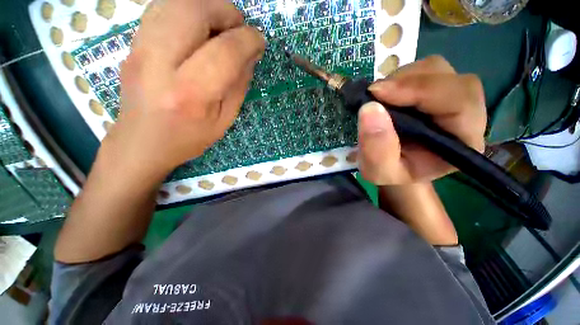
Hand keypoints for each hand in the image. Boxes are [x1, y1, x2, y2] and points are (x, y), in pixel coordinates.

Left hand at [100, 0, 264, 179]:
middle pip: (194, 11)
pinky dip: (187, 9)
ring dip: (207, 7)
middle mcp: (158, 64)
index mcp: (190, 94)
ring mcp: (139, 49)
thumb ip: (238, 86)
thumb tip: (250, 54)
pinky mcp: (132, 43)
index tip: (259, 41)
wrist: (141, 143)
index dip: (248, 40)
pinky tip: (199, 28)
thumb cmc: (188, 138)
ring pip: (175, 3)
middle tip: (239, 29)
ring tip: (221, 27)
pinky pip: (161, 9)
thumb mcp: (224, 120)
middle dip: (226, 11)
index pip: (224, 51)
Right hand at [358, 56, 486, 184]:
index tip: (378, 93)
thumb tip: (370, 108)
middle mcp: (467, 114)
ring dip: (402, 78)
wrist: (393, 165)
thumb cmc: (390, 173)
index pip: (459, 102)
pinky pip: (424, 70)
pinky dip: (400, 77)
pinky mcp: (437, 89)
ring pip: (437, 69)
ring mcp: (452, 97)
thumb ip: (376, 148)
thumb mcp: (378, 171)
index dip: (420, 91)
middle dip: (409, 83)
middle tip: (374, 95)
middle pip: (450, 79)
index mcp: (463, 141)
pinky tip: (387, 94)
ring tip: (379, 97)